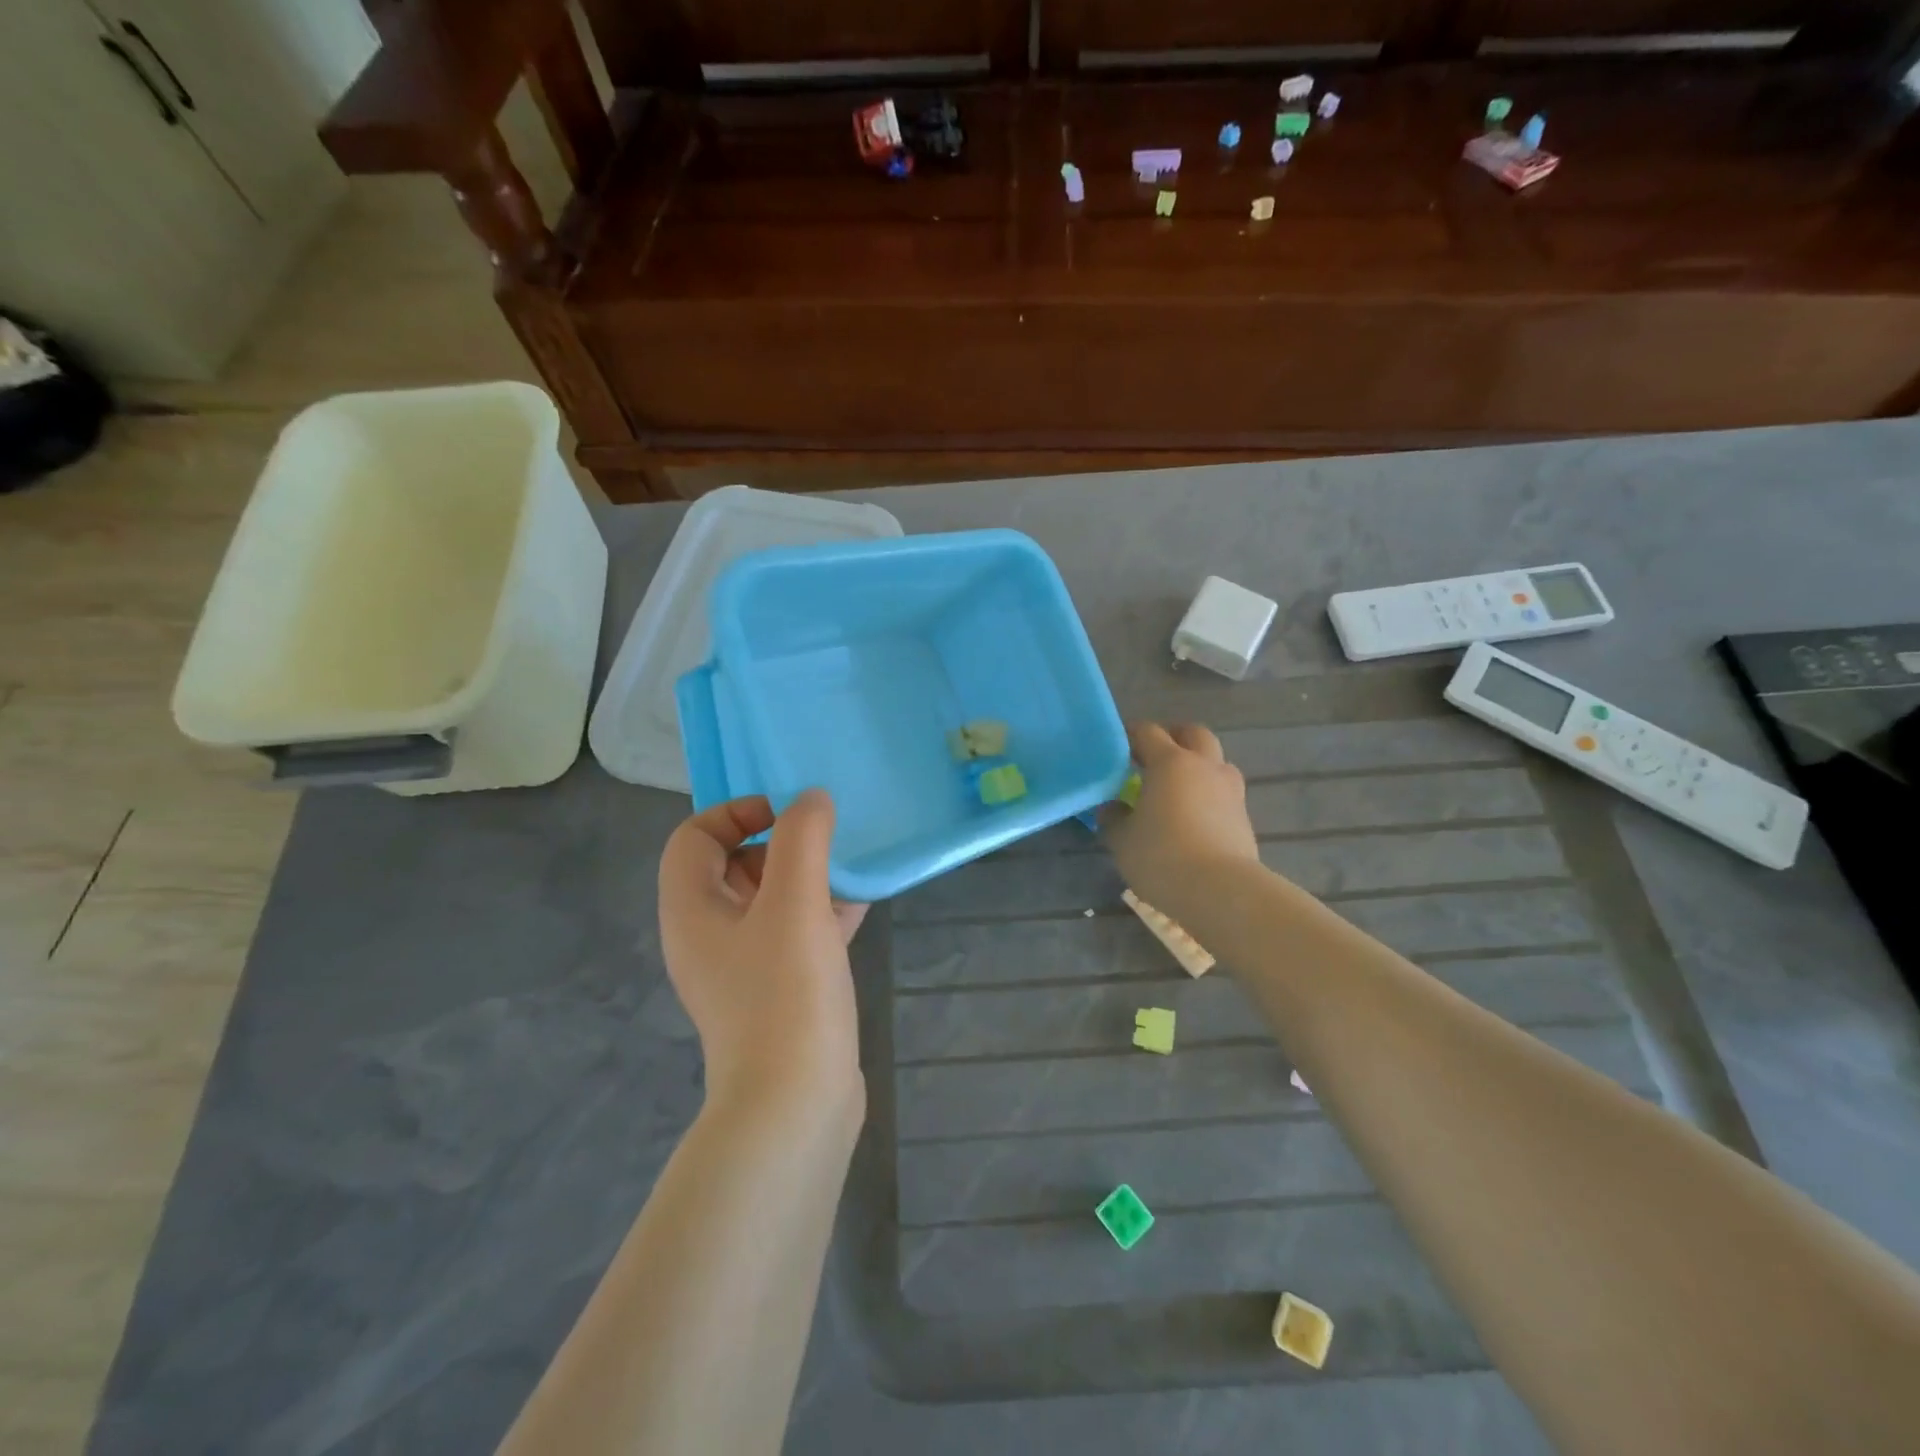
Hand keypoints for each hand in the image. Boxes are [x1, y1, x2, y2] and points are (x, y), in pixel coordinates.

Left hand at [658, 790, 869, 1113]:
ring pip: (770, 899)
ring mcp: (743, 967)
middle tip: (826, 843)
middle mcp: (709, 935)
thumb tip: (811, 800)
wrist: (796, 1106)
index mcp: (692, 910)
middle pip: (732, 864)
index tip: (788, 816)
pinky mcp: (778, 990)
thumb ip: (802, 839)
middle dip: (780, 844)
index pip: (693, 837)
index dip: (735, 812)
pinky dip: (821, 911)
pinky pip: (795, 932)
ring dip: (807, 877)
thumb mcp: (794, 903)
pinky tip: (861, 904)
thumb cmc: (785, 994)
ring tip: (850, 868)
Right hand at [1104, 722, 1259, 916]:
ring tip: (1177, 788)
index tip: (1117, 748)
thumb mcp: (1121, 839)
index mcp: (1171, 762)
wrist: (1221, 891)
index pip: (1148, 732)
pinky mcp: (1244, 817)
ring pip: (1216, 762)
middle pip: (1194, 734)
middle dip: (1174, 737)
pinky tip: (1193, 817)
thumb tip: (1112, 807)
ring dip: (1197, 765)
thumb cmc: (1162, 856)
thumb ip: (1113, 817)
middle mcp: (1204, 767)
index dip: (1130, 735)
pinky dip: (1208, 795)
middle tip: (1153, 756)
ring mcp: (1230, 791)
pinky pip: (1224, 793)